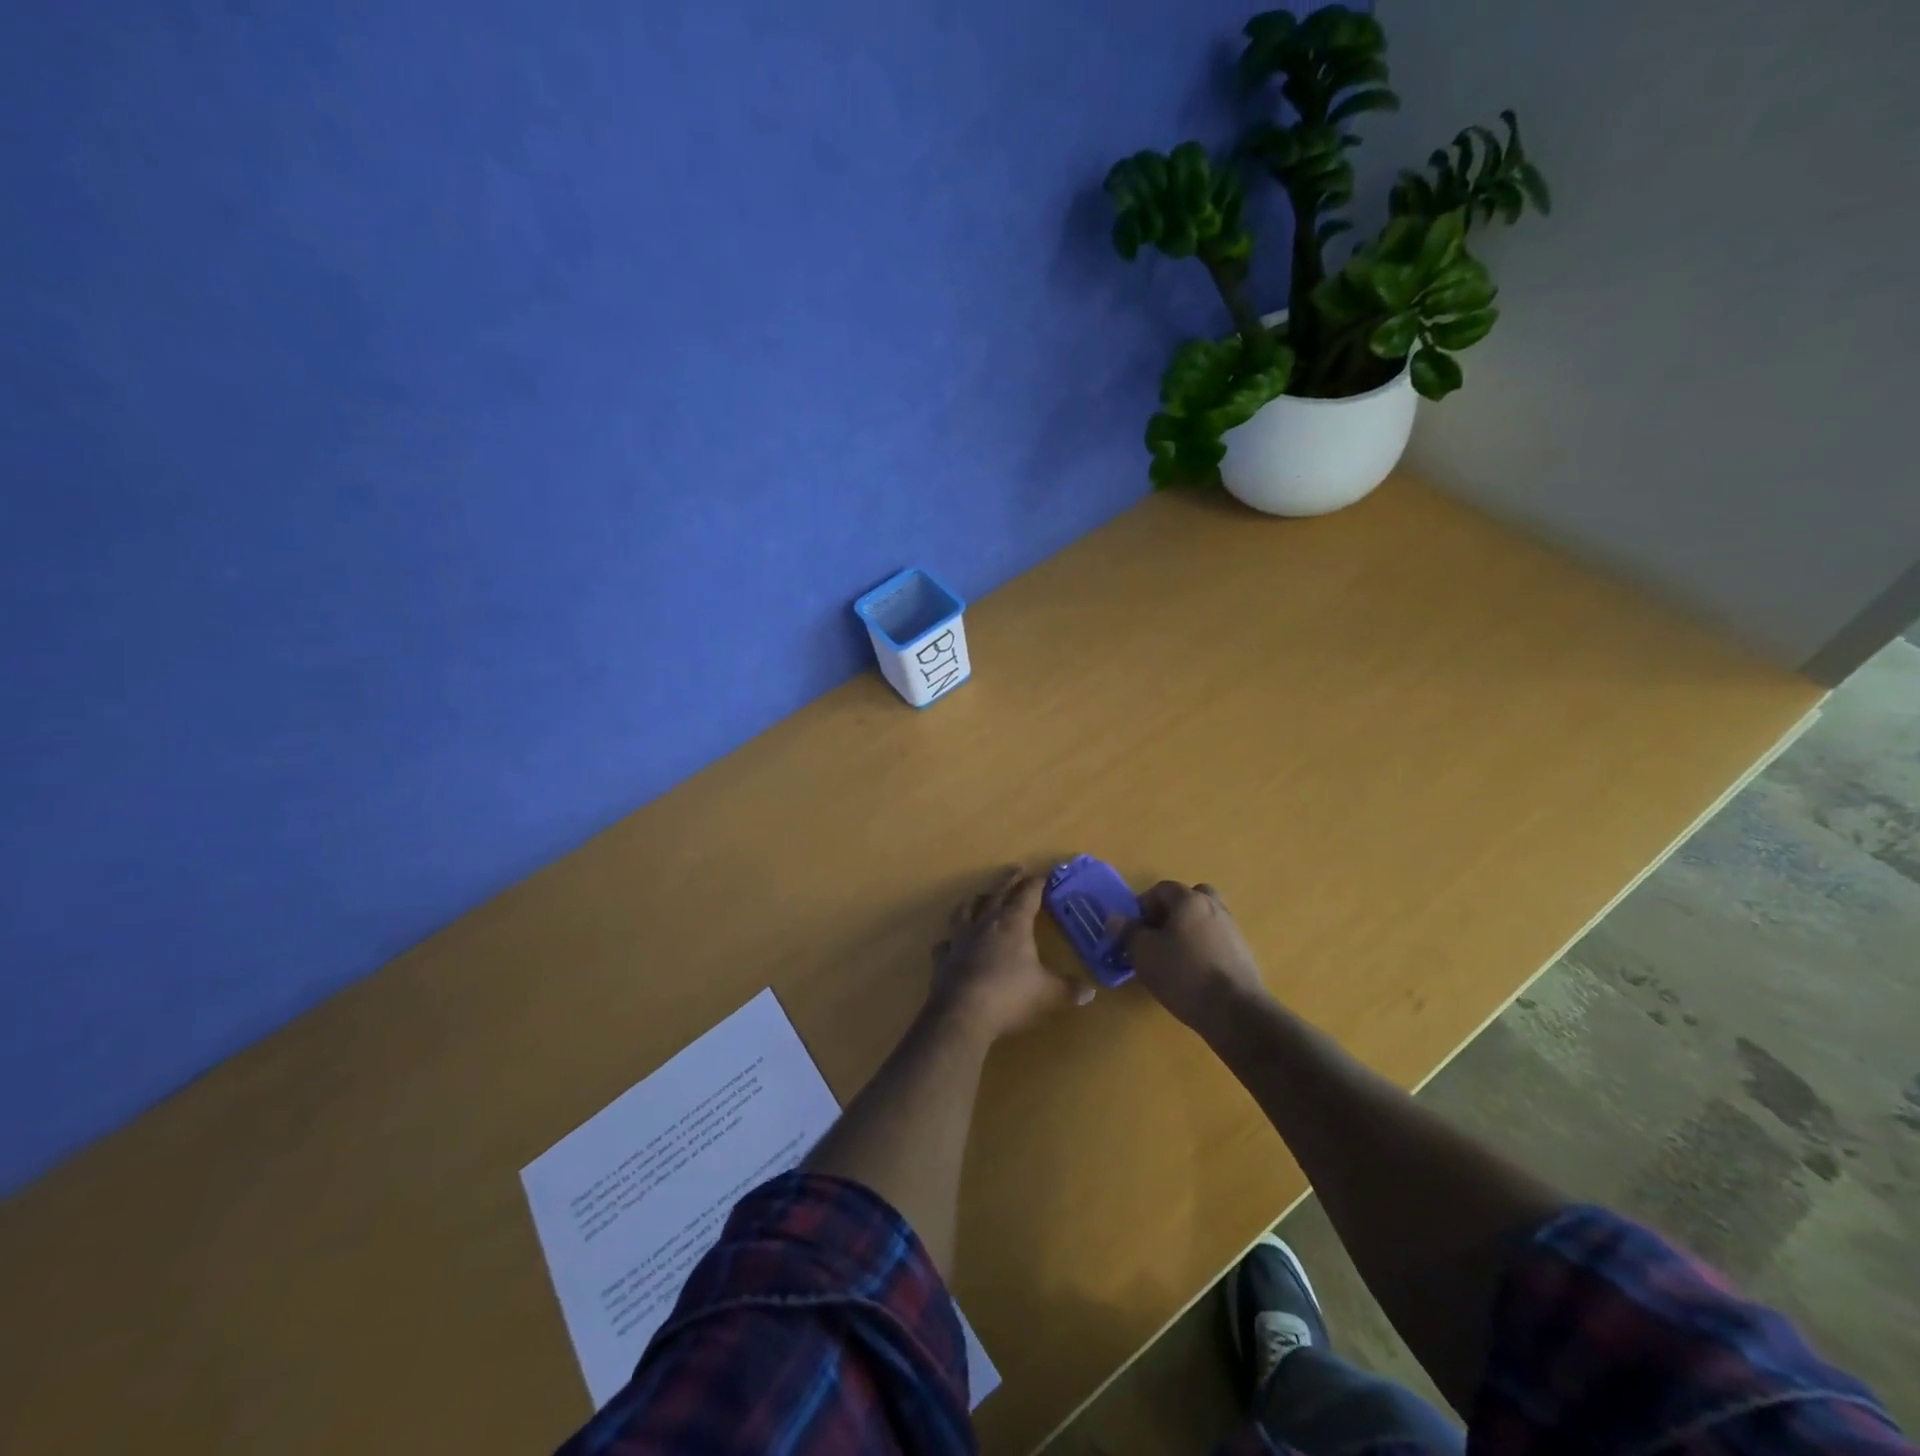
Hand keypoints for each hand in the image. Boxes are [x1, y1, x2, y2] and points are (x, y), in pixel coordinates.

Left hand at [929, 867, 1091, 1043]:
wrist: (962, 1014)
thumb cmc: (1010, 997)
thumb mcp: (1048, 994)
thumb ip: (1068, 990)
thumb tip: (1089, 991)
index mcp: (1013, 924)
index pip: (1027, 895)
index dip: (1037, 883)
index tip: (1044, 875)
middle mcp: (986, 924)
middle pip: (998, 894)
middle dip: (1009, 880)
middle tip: (1016, 869)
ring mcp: (960, 939)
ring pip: (965, 910)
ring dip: (975, 901)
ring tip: (980, 897)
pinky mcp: (943, 959)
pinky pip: (946, 943)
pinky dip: (950, 940)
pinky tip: (951, 943)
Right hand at [1118, 881, 1268, 1032]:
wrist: (1234, 1011)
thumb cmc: (1183, 974)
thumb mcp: (1144, 953)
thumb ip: (1128, 931)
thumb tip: (1115, 919)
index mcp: (1189, 900)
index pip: (1162, 888)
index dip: (1143, 905)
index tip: (1134, 929)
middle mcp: (1214, 907)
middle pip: (1189, 898)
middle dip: (1171, 912)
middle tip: (1157, 935)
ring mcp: (1232, 930)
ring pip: (1204, 919)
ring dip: (1188, 930)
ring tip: (1173, 956)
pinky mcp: (1243, 954)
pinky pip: (1216, 940)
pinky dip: (1203, 947)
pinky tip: (1194, 972)